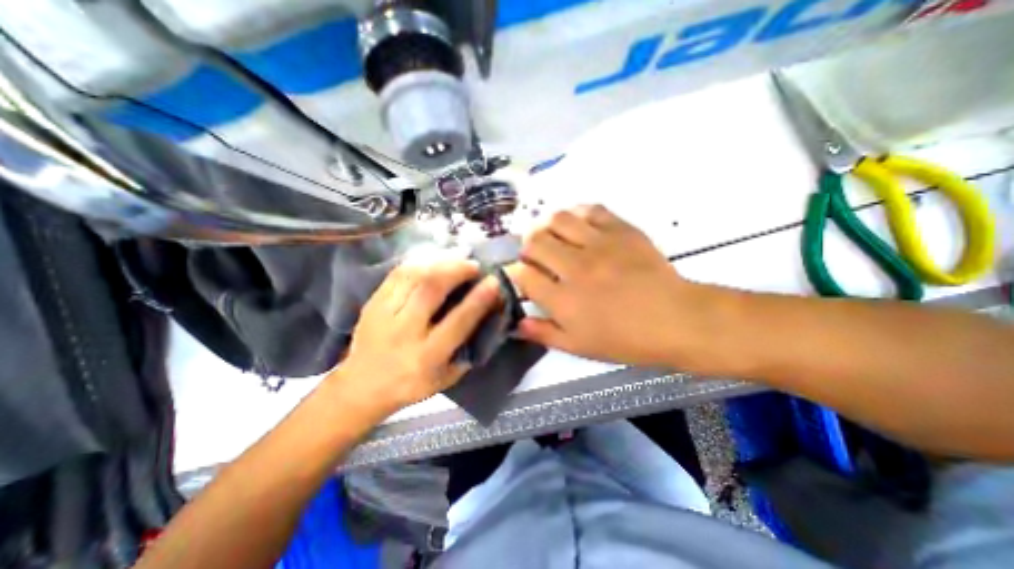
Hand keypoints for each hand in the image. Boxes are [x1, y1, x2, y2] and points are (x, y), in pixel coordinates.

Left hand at [328, 259, 502, 416]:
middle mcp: (405, 332)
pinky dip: (420, 264)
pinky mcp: (372, 303)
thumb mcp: (447, 377)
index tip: (494, 281)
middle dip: (457, 271)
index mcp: (427, 356)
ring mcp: (384, 314)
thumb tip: (486, 316)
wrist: (362, 387)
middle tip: (473, 265)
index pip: (458, 321)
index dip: (479, 298)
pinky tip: (433, 262)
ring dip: (440, 263)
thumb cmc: (411, 384)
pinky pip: (398, 274)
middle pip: (432, 290)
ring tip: (456, 260)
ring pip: (414, 276)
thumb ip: (468, 350)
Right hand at [507, 206, 711, 366]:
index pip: (523, 275)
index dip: (516, 273)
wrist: (675, 320)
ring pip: (557, 220)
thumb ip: (544, 334)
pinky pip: (590, 210)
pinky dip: (576, 213)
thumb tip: (517, 324)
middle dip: (527, 248)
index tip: (521, 275)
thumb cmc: (625, 339)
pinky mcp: (621, 230)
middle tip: (535, 255)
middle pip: (535, 242)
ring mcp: (599, 245)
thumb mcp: (578, 347)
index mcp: (563, 300)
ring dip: (547, 226)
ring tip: (552, 236)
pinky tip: (577, 225)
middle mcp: (575, 268)